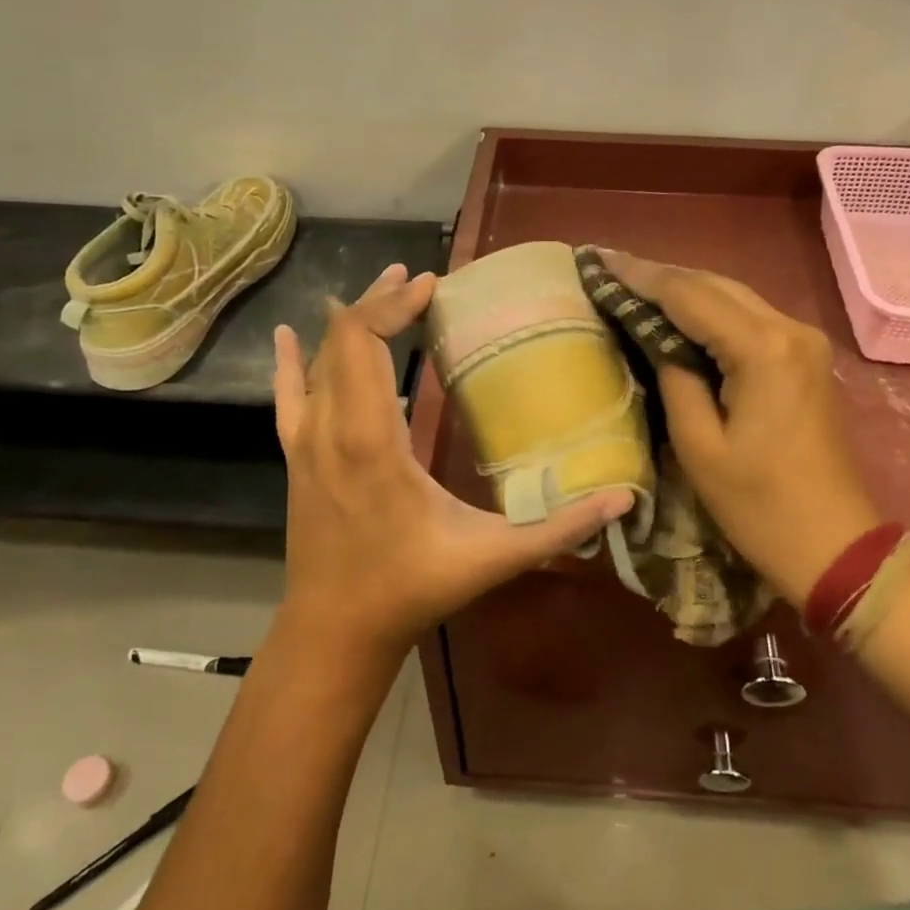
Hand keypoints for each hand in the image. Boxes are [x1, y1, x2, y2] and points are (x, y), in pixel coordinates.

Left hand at [272, 264, 633, 660]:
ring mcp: (305, 442)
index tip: (431, 285)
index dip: (392, 305)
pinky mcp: (296, 457)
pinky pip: (287, 395)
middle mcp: (330, 428)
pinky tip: (286, 334)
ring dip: (349, 322)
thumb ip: (558, 529)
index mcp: (371, 439)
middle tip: (418, 280)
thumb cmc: (412, 588)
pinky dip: (289, 361)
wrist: (336, 630)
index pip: (363, 343)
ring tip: (385, 290)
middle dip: (379, 301)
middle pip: (342, 339)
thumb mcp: (492, 557)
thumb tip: (623, 501)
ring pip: (318, 360)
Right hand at [599, 251, 880, 605]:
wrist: (834, 545)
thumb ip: (673, 377)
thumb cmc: (759, 506)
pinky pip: (750, 317)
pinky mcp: (806, 357)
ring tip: (634, 284)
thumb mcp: (698, 445)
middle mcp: (790, 329)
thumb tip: (654, 337)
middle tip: (610, 269)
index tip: (598, 261)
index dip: (640, 276)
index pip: (689, 295)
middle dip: (660, 276)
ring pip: (733, 296)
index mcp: (763, 349)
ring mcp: (804, 341)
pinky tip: (679, 314)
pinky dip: (711, 311)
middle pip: (714, 284)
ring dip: (685, 290)